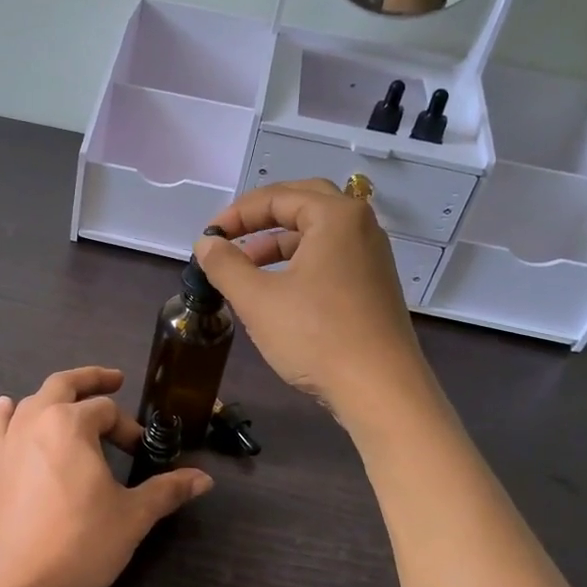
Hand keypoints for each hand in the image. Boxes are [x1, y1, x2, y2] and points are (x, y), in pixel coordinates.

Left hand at [0, 367, 212, 586]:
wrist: (11, 582)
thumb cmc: (78, 542)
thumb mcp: (131, 517)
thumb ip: (166, 491)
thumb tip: (204, 479)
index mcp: (71, 424)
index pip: (107, 410)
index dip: (128, 427)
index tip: (140, 453)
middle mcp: (35, 421)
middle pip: (64, 385)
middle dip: (92, 380)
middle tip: (114, 380)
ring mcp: (7, 442)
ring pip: (31, 402)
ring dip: (54, 396)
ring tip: (69, 400)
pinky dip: (5, 413)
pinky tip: (6, 407)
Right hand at [195, 181, 431, 427]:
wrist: (380, 389)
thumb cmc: (316, 336)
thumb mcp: (257, 299)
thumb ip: (225, 265)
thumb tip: (206, 245)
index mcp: (335, 217)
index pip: (277, 196)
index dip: (236, 214)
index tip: (207, 238)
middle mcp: (360, 227)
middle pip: (303, 204)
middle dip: (261, 219)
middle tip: (230, 238)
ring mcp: (371, 257)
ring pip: (318, 234)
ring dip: (279, 243)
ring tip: (246, 268)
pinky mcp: (373, 286)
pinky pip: (331, 258)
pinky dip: (300, 263)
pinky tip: (277, 291)